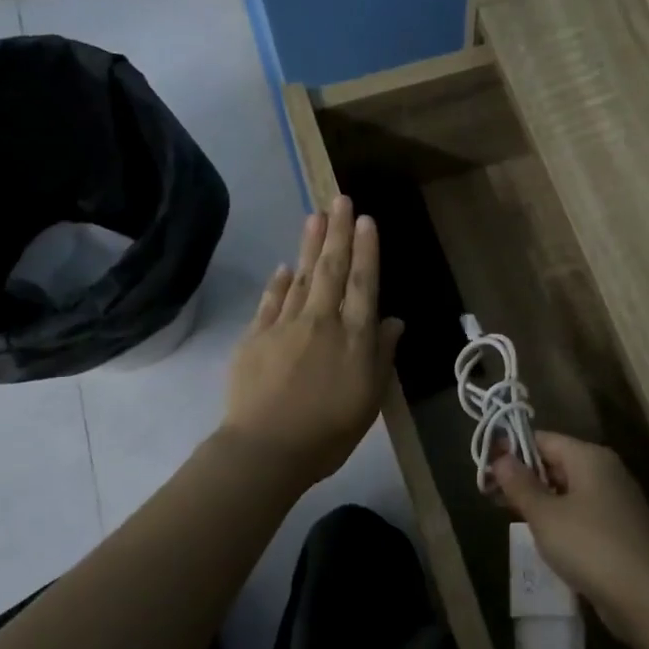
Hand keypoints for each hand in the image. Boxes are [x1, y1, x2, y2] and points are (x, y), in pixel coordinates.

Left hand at [220, 196, 402, 487]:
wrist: (266, 449)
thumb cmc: (328, 432)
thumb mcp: (369, 399)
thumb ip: (381, 356)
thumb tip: (393, 320)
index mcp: (353, 337)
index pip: (364, 283)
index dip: (367, 250)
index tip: (367, 220)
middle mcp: (321, 321)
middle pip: (332, 270)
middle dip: (339, 232)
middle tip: (341, 199)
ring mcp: (284, 326)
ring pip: (302, 277)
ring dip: (310, 245)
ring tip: (316, 216)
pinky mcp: (255, 337)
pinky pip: (270, 301)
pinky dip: (279, 282)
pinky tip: (285, 267)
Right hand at [491, 432, 648, 638]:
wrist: (645, 596)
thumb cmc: (589, 545)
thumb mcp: (545, 514)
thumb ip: (520, 484)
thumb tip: (501, 457)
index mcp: (590, 457)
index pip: (544, 439)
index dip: (513, 449)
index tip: (485, 467)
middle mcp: (607, 471)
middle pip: (557, 462)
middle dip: (524, 477)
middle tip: (491, 494)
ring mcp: (617, 501)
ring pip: (569, 490)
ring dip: (540, 499)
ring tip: (509, 515)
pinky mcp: (620, 529)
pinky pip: (582, 512)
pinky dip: (560, 518)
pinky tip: (542, 536)